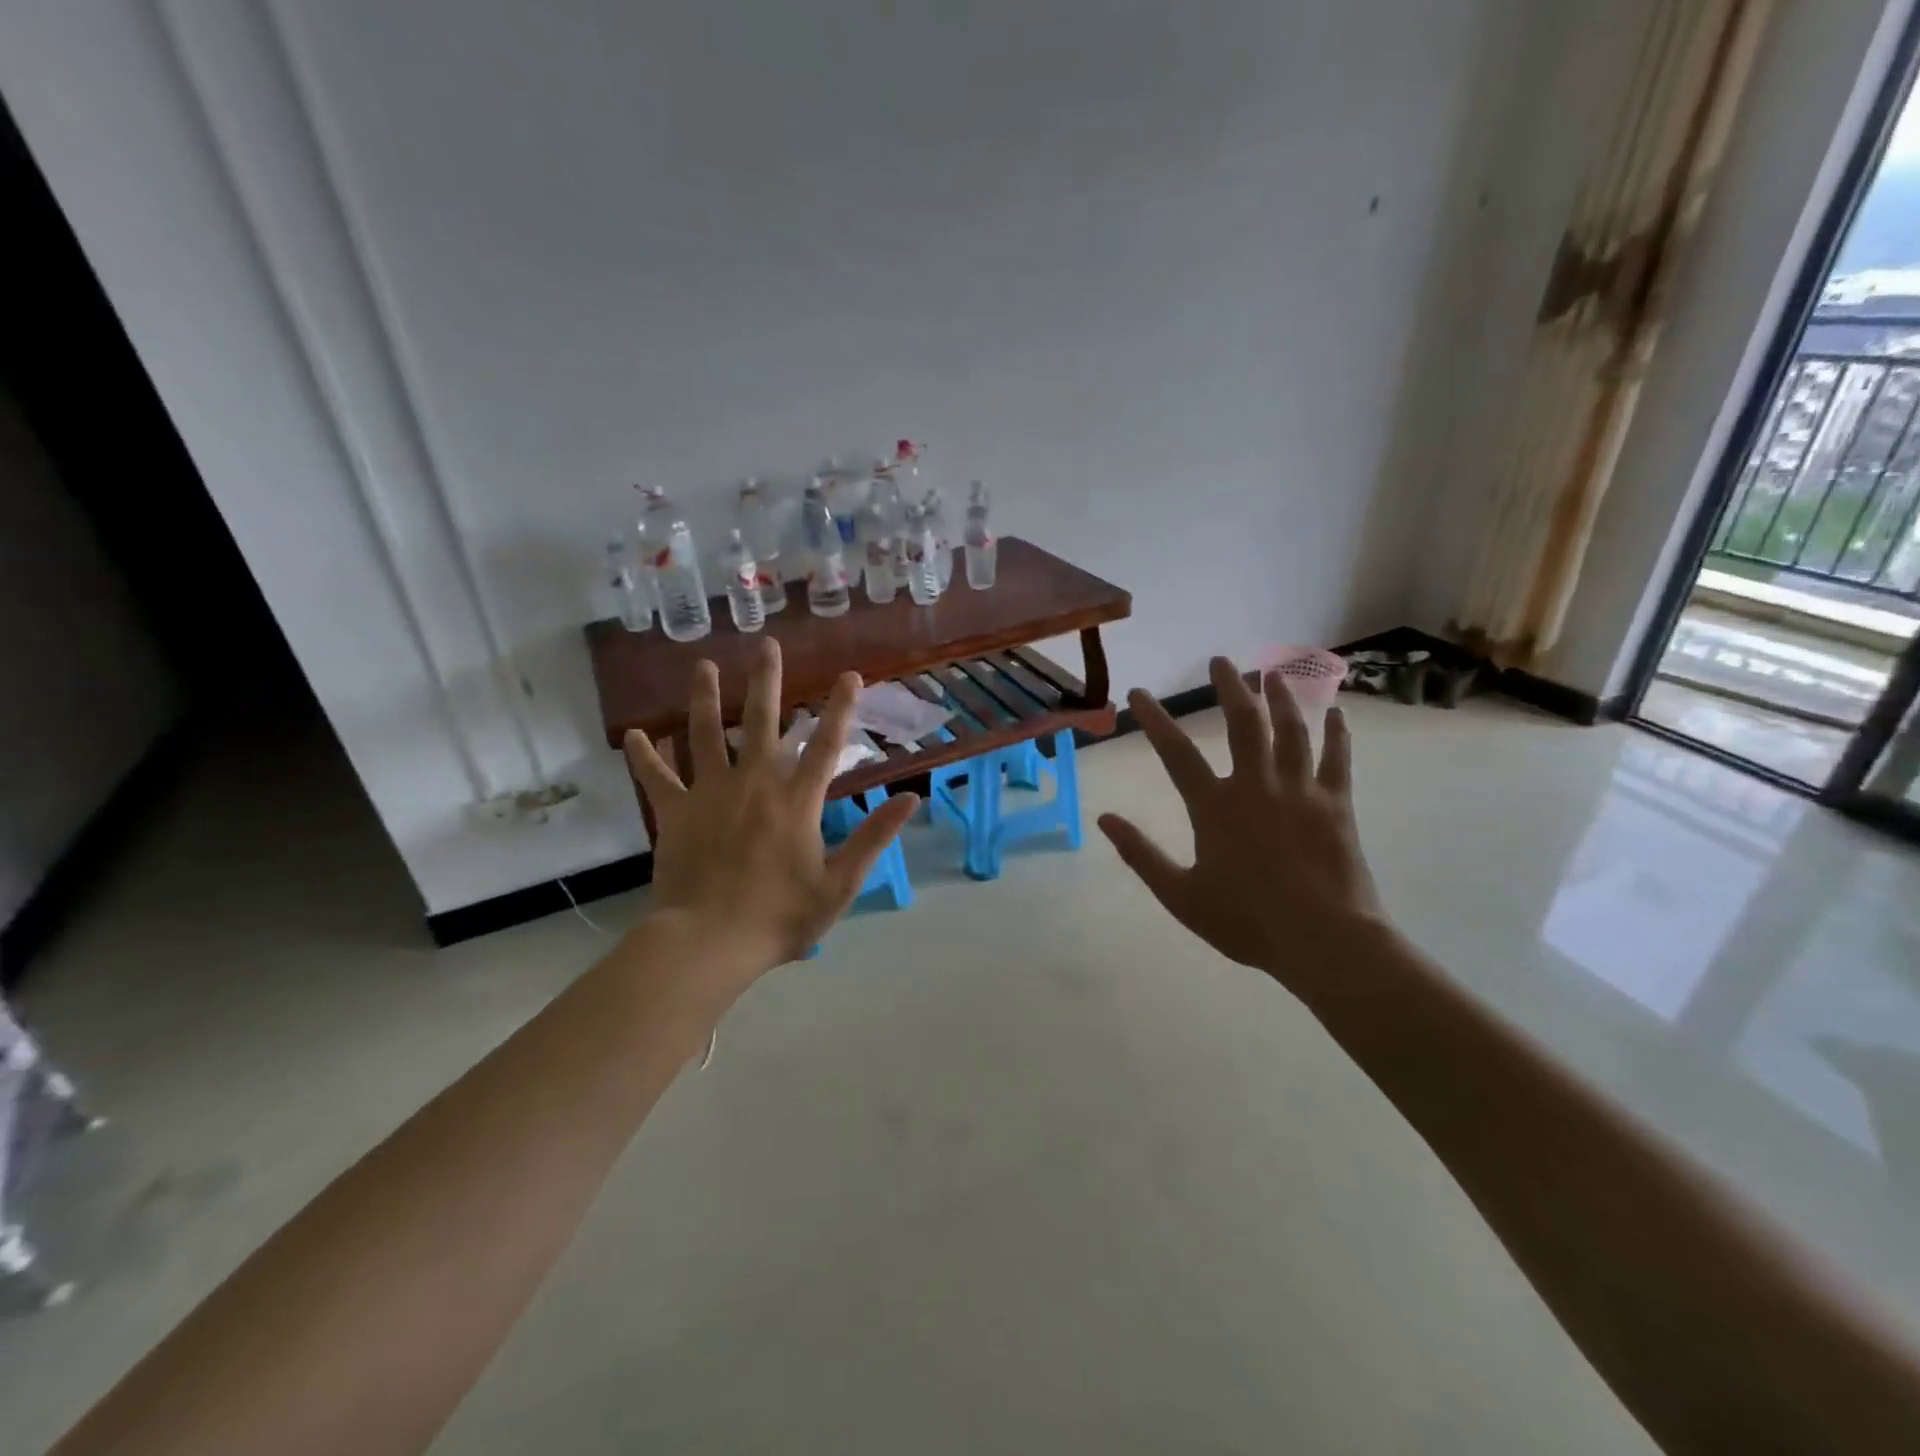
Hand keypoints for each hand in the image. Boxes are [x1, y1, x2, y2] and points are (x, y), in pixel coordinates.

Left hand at [624, 639, 918, 992]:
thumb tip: (910, 798)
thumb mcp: (839, 884)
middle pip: (761, 722)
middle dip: (767, 682)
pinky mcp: (675, 813)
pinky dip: (646, 756)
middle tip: (767, 645)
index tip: (849, 675)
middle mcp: (753, 784)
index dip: (840, 709)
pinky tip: (635, 734)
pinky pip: (658, 778)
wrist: (709, 942)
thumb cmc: (780, 917)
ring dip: (705, 698)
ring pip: (706, 734)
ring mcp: (709, 794)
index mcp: (796, 801)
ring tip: (703, 665)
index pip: (825, 745)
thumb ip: (873, 838)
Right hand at [1097, 656, 1384, 998]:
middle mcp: (1256, 786)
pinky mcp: (1336, 804)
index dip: (1155, 720)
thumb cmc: (1246, 921)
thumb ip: (1140, 855)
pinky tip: (1336, 711)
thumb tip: (1104, 819)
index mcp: (1215, 807)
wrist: (1324, 940)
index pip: (1176, 754)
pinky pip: (1337, 758)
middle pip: (1242, 723)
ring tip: (1272, 673)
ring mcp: (1300, 791)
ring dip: (1280, 697)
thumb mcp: (1180, 896)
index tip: (1138, 693)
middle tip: (1220, 660)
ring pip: (1290, 730)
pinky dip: (1336, 733)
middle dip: (1229, 687)